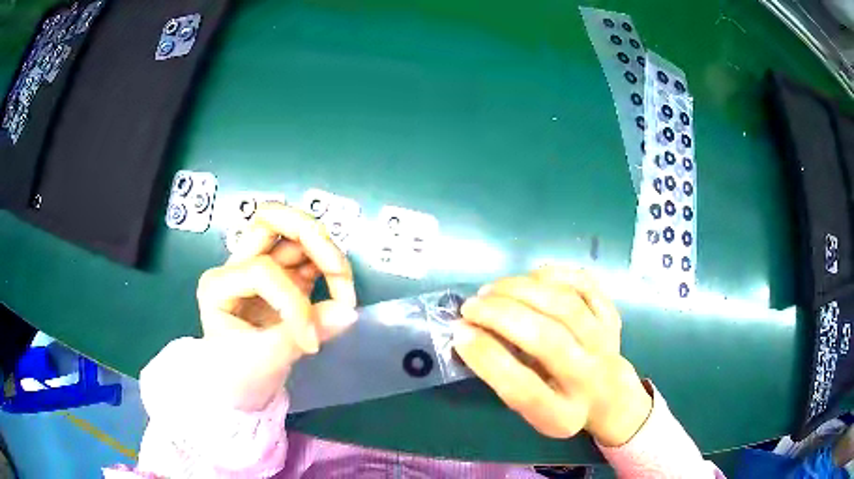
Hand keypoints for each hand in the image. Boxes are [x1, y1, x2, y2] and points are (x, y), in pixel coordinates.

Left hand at [196, 202, 357, 409]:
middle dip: (310, 237)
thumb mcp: (264, 359)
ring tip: (343, 287)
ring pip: (294, 233)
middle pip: (270, 219)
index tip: (312, 342)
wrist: (239, 391)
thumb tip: (348, 312)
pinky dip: (328, 268)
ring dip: (325, 253)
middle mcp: (237, 266)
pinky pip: (308, 258)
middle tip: (337, 270)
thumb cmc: (240, 376)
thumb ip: (304, 333)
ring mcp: (261, 268)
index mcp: (218, 284)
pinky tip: (338, 290)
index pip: (262, 271)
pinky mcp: (283, 279)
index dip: (293, 303)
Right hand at [453, 266, 651, 446]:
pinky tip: (530, 277)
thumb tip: (469, 333)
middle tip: (470, 305)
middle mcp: (588, 379)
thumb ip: (506, 378)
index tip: (459, 332)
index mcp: (561, 415)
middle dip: (501, 315)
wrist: (612, 398)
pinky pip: (586, 285)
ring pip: (565, 306)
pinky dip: (556, 275)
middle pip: (547, 339)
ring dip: (522, 289)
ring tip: (492, 289)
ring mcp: (605, 344)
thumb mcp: (531, 411)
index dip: (487, 358)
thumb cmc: (561, 406)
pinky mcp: (612, 318)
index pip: (523, 388)